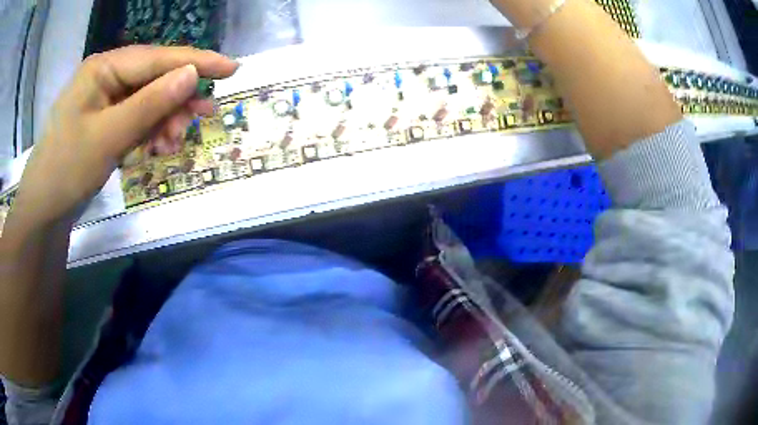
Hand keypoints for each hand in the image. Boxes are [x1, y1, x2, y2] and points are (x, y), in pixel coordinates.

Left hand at [12, 45, 237, 224]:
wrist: (43, 212)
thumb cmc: (67, 170)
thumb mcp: (109, 136)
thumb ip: (150, 103)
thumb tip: (193, 74)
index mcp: (103, 68)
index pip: (156, 57)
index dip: (195, 61)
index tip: (232, 68)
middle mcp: (105, 77)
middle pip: (153, 78)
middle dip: (178, 97)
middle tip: (204, 116)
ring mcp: (104, 100)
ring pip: (146, 100)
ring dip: (164, 119)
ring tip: (173, 143)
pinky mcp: (104, 122)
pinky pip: (135, 119)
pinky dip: (149, 131)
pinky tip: (156, 146)